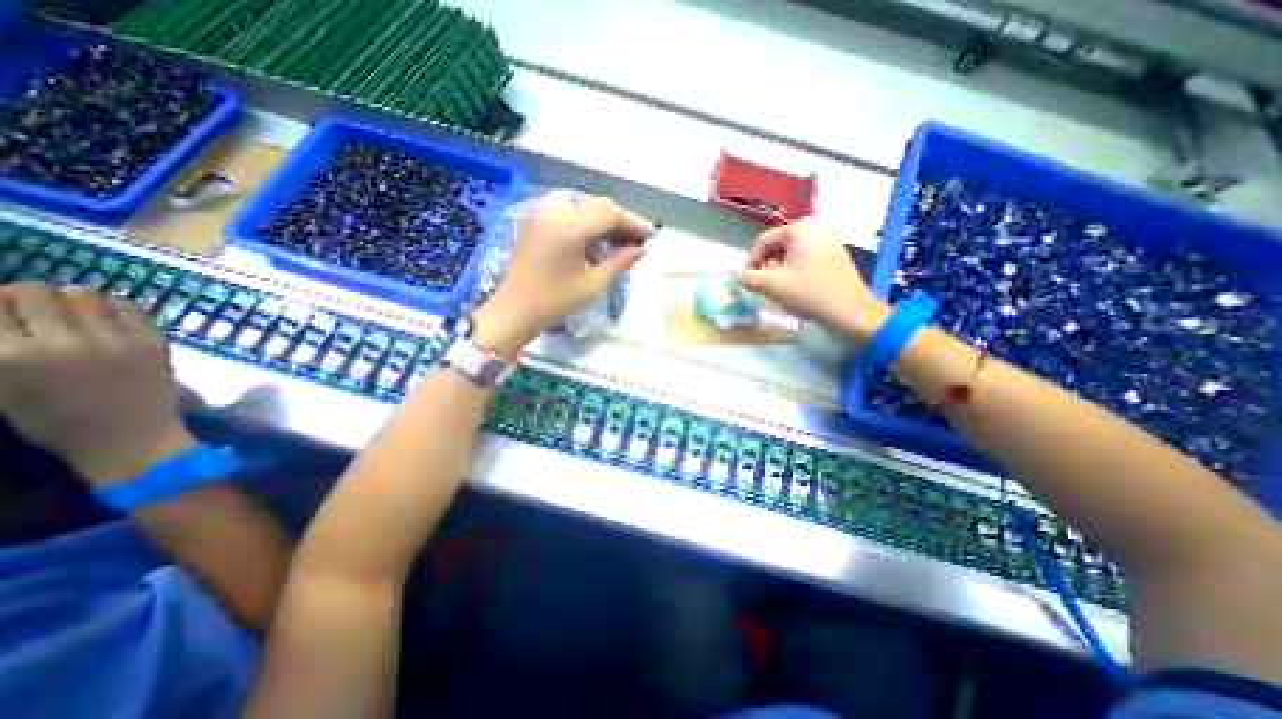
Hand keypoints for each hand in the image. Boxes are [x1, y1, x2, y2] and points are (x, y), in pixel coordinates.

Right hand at [0, 285, 190, 484]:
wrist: (131, 437)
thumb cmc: (58, 421)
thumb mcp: (1, 387)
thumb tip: (5, 321)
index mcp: (10, 356)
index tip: (1, 309)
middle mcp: (64, 342)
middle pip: (38, 292)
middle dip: (27, 295)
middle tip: (32, 307)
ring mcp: (116, 340)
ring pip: (86, 294)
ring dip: (73, 298)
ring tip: (72, 311)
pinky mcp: (153, 342)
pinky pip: (131, 309)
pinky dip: (114, 306)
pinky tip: (108, 317)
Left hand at [468, 188, 652, 354]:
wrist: (514, 310)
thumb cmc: (555, 301)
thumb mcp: (592, 283)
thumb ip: (619, 261)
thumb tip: (640, 249)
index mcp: (566, 226)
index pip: (609, 213)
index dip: (632, 223)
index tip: (650, 236)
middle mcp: (552, 210)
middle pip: (596, 206)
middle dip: (619, 222)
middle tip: (637, 240)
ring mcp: (540, 213)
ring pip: (583, 207)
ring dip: (603, 222)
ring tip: (620, 242)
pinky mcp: (535, 220)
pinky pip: (567, 213)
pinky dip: (585, 224)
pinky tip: (596, 243)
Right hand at [742, 217, 892, 342]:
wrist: (850, 313)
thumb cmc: (809, 293)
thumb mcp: (772, 285)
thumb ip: (748, 278)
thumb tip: (738, 276)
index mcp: (800, 229)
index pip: (763, 241)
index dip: (750, 262)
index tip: (745, 281)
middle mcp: (815, 228)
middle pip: (777, 247)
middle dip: (766, 267)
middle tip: (764, 287)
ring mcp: (828, 241)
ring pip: (790, 255)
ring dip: (779, 272)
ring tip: (780, 291)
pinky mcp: (835, 256)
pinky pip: (804, 260)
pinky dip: (794, 273)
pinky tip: (796, 290)